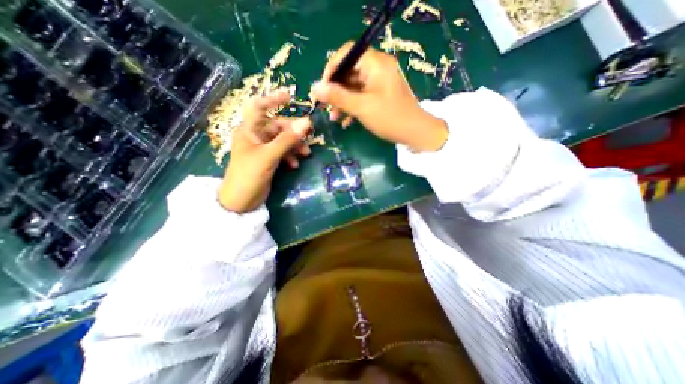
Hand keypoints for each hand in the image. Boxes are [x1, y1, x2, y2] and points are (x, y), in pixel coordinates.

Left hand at [220, 90, 311, 213]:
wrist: (241, 201)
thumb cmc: (249, 175)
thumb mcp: (269, 156)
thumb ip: (287, 140)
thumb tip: (307, 122)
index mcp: (249, 130)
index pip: (258, 106)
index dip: (272, 99)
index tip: (290, 96)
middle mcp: (255, 136)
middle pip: (277, 126)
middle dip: (293, 132)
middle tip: (309, 136)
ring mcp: (262, 149)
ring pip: (282, 140)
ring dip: (295, 146)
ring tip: (306, 154)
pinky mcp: (267, 160)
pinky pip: (282, 152)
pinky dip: (290, 156)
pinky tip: (295, 164)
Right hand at [311, 42, 449, 152]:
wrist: (415, 133)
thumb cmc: (389, 118)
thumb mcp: (361, 107)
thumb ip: (338, 96)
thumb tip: (315, 88)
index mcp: (376, 64)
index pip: (347, 54)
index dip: (332, 69)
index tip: (322, 88)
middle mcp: (378, 69)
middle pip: (350, 72)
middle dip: (336, 90)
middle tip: (325, 106)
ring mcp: (380, 83)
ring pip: (354, 87)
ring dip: (342, 102)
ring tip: (334, 118)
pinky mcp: (381, 95)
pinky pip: (362, 96)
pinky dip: (353, 107)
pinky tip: (346, 122)